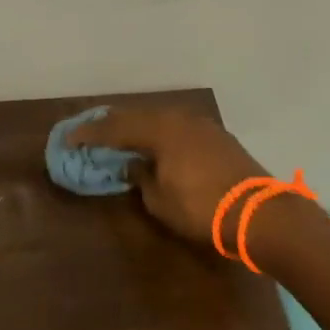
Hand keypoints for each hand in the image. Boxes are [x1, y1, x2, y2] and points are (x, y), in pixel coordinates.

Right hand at [65, 107, 272, 249]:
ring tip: (120, 133)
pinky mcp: (217, 137)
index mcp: (160, 131)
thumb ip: (141, 178)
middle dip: (111, 123)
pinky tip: (154, 141)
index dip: (90, 134)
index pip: (115, 128)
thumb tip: (132, 166)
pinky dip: (159, 131)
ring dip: (137, 125)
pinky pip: (177, 126)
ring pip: (160, 117)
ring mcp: (202, 125)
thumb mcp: (160, 200)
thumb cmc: (202, 209)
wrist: (259, 214)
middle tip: (91, 130)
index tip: (69, 139)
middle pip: (137, 116)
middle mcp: (179, 120)